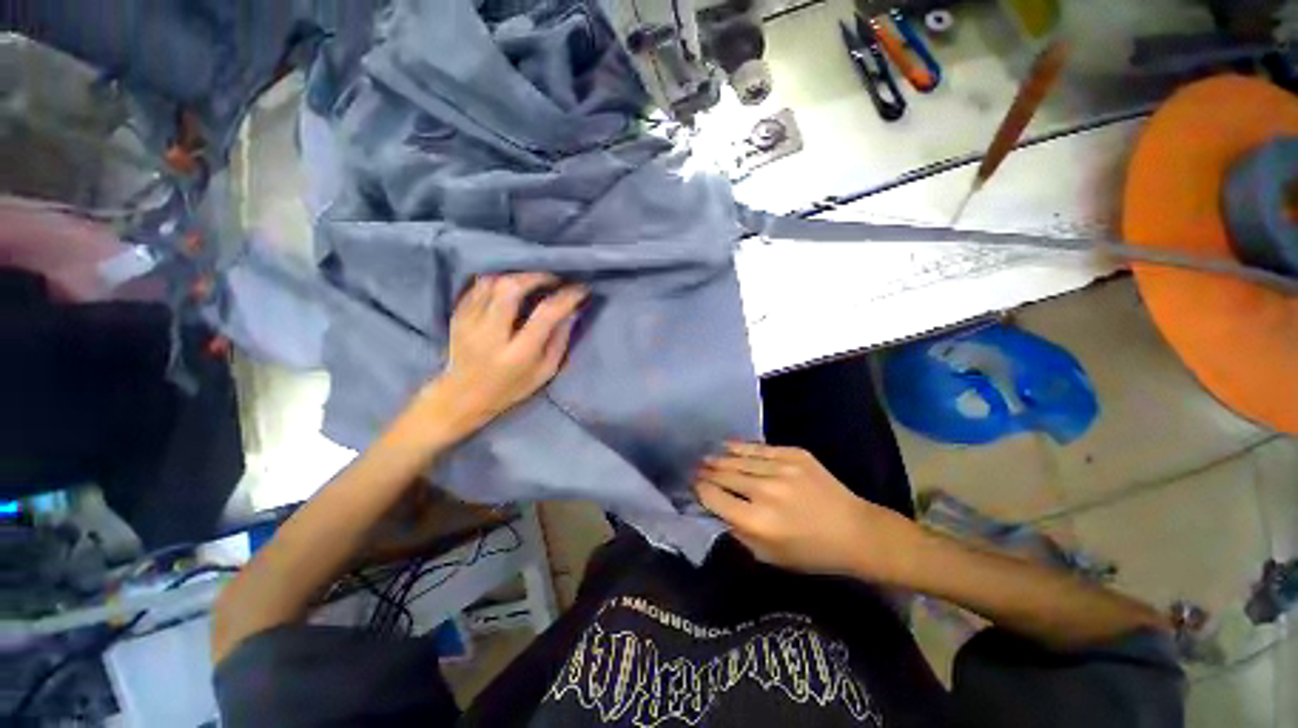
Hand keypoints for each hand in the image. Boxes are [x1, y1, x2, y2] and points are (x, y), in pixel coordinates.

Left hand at [415, 273, 585, 442]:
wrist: (463, 395)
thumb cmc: (511, 387)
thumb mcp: (544, 372)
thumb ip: (560, 340)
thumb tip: (572, 311)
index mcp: (517, 354)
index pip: (544, 315)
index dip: (565, 298)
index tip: (580, 289)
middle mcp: (490, 335)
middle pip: (510, 289)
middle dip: (536, 276)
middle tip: (553, 278)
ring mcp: (469, 323)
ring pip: (492, 282)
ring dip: (517, 276)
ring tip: (533, 280)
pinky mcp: (457, 316)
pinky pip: (478, 286)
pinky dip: (499, 281)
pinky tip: (511, 286)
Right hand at [694, 442, 919, 579]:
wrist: (855, 531)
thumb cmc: (811, 552)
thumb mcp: (769, 556)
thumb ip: (738, 532)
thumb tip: (716, 509)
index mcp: (756, 522)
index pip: (714, 497)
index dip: (700, 489)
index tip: (694, 485)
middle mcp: (764, 491)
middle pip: (723, 474)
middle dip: (706, 471)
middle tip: (695, 468)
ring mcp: (780, 469)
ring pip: (738, 459)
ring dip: (719, 458)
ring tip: (706, 456)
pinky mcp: (794, 455)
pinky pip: (759, 448)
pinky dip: (740, 447)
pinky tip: (728, 445)